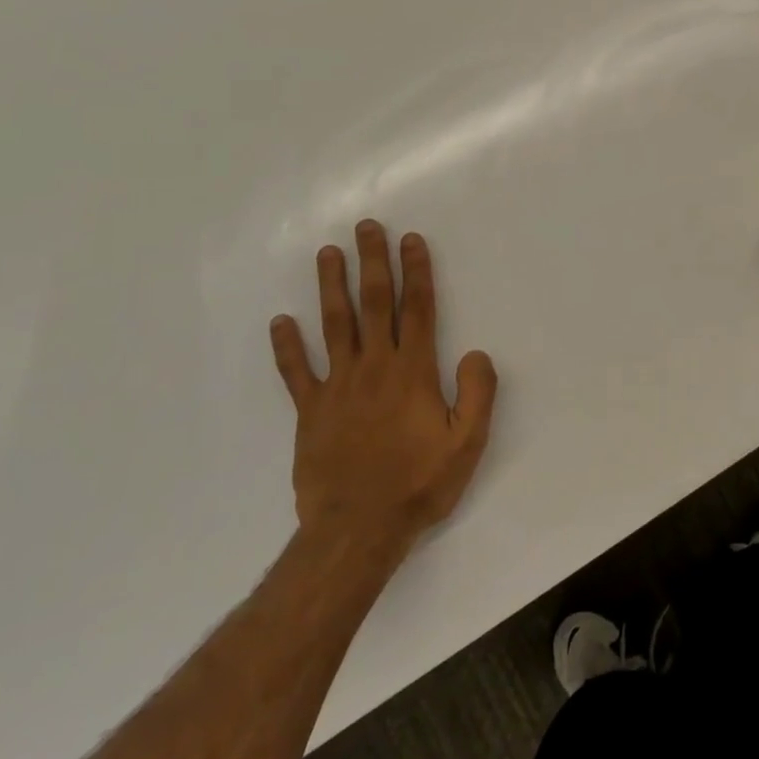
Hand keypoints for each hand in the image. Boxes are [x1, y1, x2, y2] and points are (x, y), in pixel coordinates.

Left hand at [270, 220, 497, 573]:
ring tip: (327, 253)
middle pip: (373, 304)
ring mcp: (337, 387)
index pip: (418, 309)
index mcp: (413, 372)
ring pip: (334, 326)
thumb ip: (478, 393)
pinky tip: (280, 322)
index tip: (411, 240)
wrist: (356, 531)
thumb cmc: (419, 484)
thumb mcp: (467, 442)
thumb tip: (477, 352)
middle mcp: (374, 368)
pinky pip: (296, 372)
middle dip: (372, 262)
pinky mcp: (310, 412)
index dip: (416, 272)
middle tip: (366, 227)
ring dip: (331, 287)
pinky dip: (287, 347)